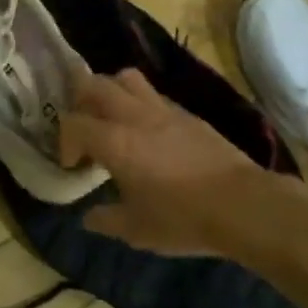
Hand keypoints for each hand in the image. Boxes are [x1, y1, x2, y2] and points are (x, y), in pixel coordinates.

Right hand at [59, 68, 265, 255]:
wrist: (242, 204)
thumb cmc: (182, 219)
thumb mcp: (136, 230)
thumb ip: (106, 219)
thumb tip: (88, 217)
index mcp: (114, 142)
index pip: (73, 123)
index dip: (65, 141)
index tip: (74, 165)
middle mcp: (133, 115)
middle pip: (93, 84)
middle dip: (80, 102)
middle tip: (85, 129)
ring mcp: (162, 109)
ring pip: (125, 78)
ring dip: (110, 91)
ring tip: (113, 119)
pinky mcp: (185, 112)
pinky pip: (152, 94)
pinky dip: (140, 103)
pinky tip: (148, 132)